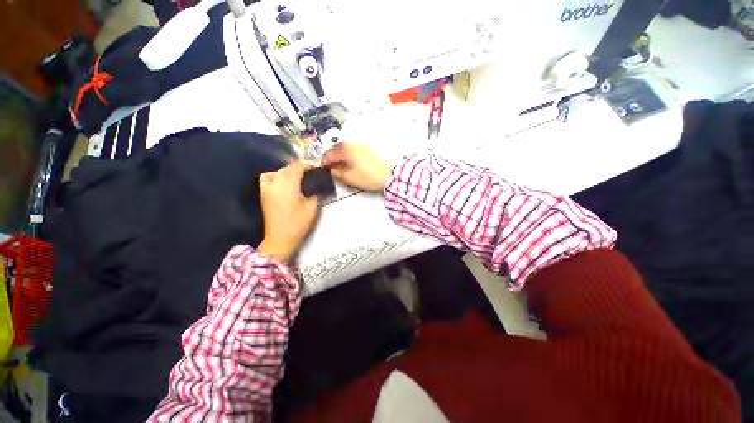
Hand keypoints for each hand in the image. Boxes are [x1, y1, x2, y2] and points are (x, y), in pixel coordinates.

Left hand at [257, 162, 319, 261]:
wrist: (280, 238)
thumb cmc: (298, 223)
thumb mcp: (312, 208)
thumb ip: (316, 194)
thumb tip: (317, 186)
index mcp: (289, 185)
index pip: (297, 167)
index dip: (308, 165)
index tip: (317, 169)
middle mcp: (276, 183)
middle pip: (287, 168)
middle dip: (300, 168)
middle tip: (311, 174)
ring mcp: (267, 188)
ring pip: (277, 171)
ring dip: (288, 171)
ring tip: (297, 177)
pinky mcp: (264, 194)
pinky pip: (268, 177)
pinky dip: (275, 175)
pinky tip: (282, 182)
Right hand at [321, 143, 393, 191]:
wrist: (390, 174)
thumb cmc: (368, 176)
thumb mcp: (350, 177)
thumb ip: (338, 173)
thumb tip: (332, 169)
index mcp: (346, 149)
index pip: (330, 154)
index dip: (324, 161)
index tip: (322, 168)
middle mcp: (353, 143)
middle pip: (337, 149)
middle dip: (332, 157)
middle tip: (329, 166)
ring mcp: (362, 144)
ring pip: (346, 148)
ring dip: (340, 155)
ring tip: (339, 165)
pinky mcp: (368, 148)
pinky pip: (353, 149)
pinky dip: (348, 154)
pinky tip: (349, 162)